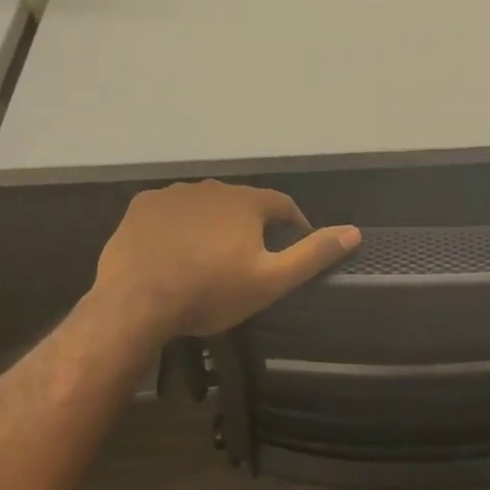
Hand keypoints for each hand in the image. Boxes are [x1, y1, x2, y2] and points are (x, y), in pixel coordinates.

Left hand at [86, 180, 360, 342]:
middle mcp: (213, 187)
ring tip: (210, 257)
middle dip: (250, 225)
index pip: (282, 204)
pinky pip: (171, 212)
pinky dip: (179, 226)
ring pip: (205, 205)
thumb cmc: (210, 292)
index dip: (292, 223)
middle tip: (248, 258)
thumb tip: (354, 232)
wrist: (136, 302)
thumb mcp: (271, 280)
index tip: (292, 245)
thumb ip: (312, 254)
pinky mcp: (142, 207)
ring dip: (213, 224)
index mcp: (246, 202)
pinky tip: (174, 251)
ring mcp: (174, 194)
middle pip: (242, 204)